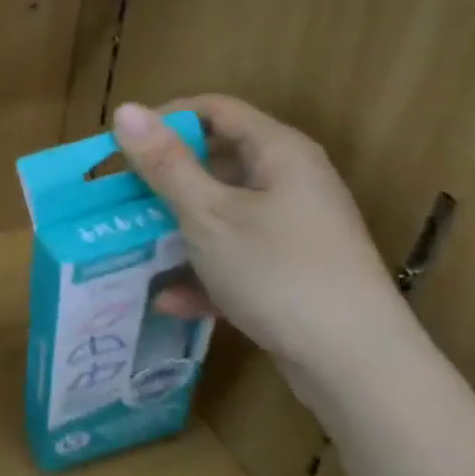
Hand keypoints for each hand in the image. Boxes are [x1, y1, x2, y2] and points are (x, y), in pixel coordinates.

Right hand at [111, 96, 423, 393]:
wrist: (357, 366)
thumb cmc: (278, 272)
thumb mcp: (207, 214)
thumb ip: (163, 162)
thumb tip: (124, 109)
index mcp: (279, 153)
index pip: (214, 109)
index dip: (163, 119)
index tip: (120, 147)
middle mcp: (291, 181)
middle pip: (215, 160)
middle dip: (162, 178)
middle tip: (118, 196)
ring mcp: (294, 228)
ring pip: (220, 211)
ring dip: (175, 226)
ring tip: (131, 244)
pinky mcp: (291, 270)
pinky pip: (235, 254)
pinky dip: (202, 270)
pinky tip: (169, 299)